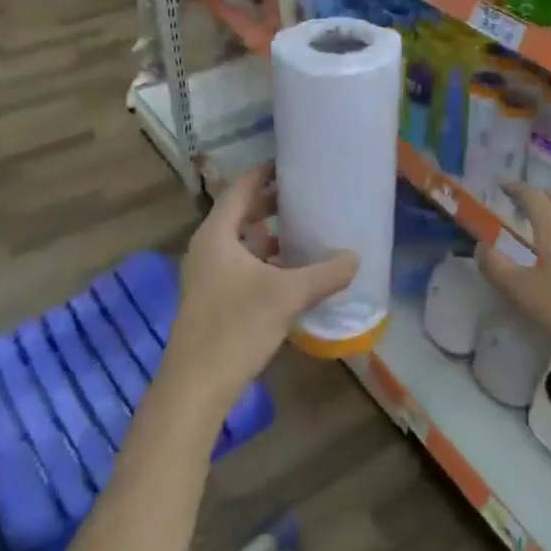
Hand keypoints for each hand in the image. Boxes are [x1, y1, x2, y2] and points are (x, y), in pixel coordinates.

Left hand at [159, 166, 357, 414]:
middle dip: (271, 205)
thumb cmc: (236, 328)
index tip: (290, 164)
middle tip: (305, 197)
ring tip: (304, 232)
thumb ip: (324, 274)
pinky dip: (264, 262)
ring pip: (241, 244)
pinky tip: (291, 274)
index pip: (240, 190)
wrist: (195, 387)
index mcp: (217, 236)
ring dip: (269, 237)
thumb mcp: (287, 296)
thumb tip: (355, 257)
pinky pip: (241, 267)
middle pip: (240, 215)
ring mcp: (207, 277)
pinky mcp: (213, 300)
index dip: (263, 174)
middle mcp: (208, 250)